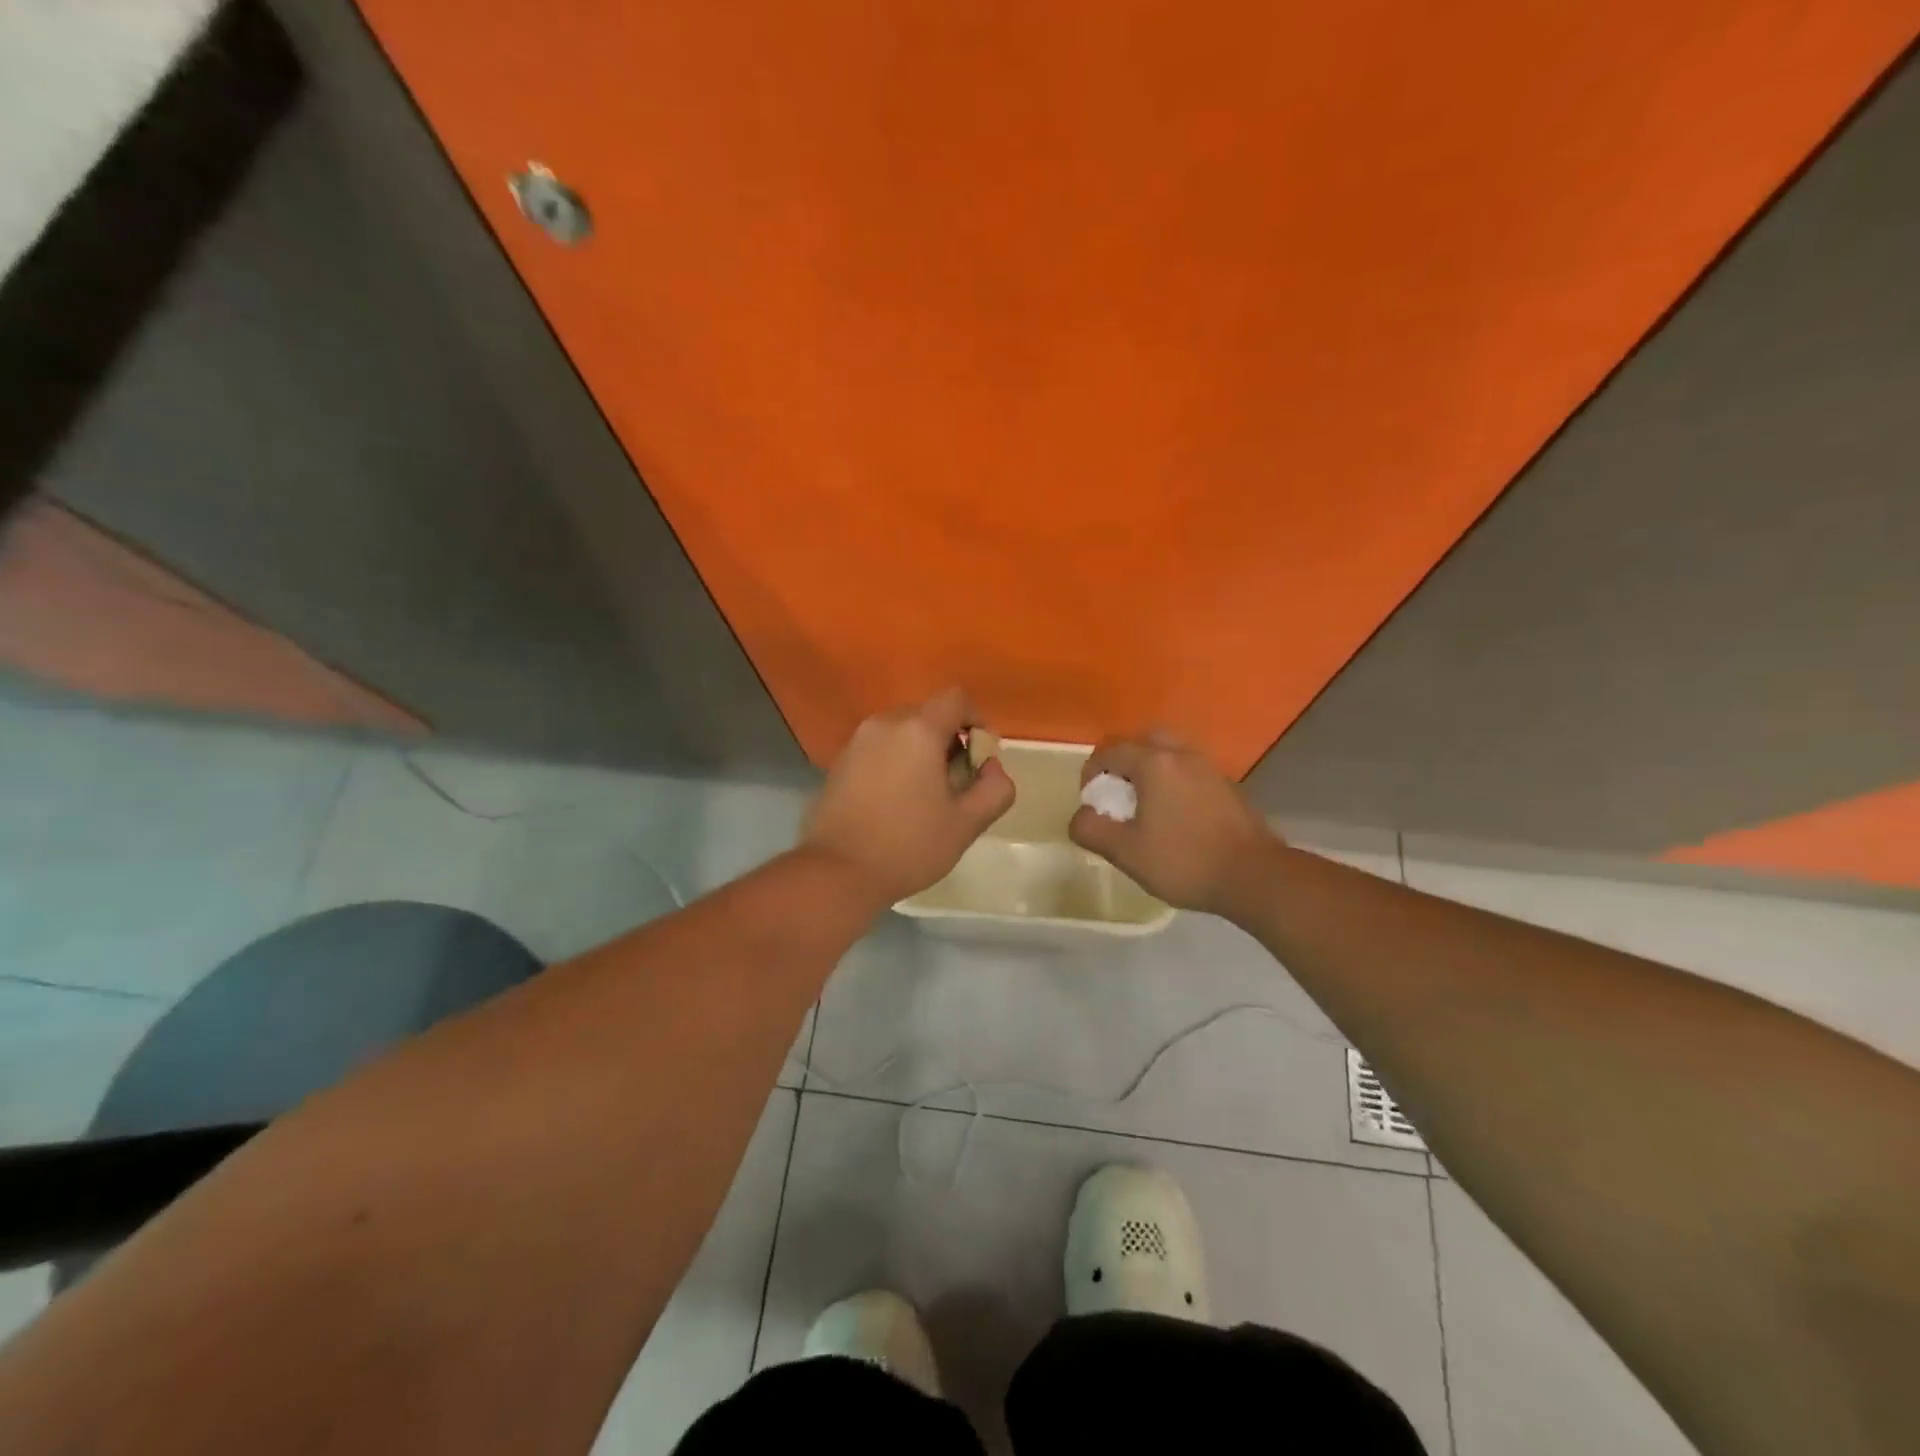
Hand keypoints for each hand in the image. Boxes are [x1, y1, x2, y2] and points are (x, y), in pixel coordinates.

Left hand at [801, 688, 1015, 904]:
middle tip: (956, 783)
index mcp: (918, 731)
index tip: (980, 757)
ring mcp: (856, 742)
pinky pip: (878, 749)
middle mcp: (884, 724)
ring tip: (925, 796)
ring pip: (901, 732)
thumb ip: (994, 789)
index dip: (977, 720)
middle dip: (949, 740)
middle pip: (928, 714)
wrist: (838, 872)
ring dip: (921, 752)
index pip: (956, 699)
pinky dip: (895, 763)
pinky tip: (895, 803)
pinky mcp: (839, 763)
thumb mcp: (967, 824)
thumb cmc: (909, 846)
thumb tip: (991, 768)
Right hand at [1068, 733, 1279, 913]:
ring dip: (1152, 770)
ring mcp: (1210, 768)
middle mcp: (1182, 755)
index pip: (1111, 750)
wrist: (1254, 876)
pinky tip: (1176, 816)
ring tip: (1146, 805)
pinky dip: (1175, 782)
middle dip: (1125, 761)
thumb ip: (1092, 830)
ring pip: (1171, 754)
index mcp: (1154, 763)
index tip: (1091, 798)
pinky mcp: (1228, 786)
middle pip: (1145, 741)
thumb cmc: (1184, 861)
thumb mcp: (1126, 853)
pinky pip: (1191, 771)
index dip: (1092, 771)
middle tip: (1119, 792)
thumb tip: (1081, 817)